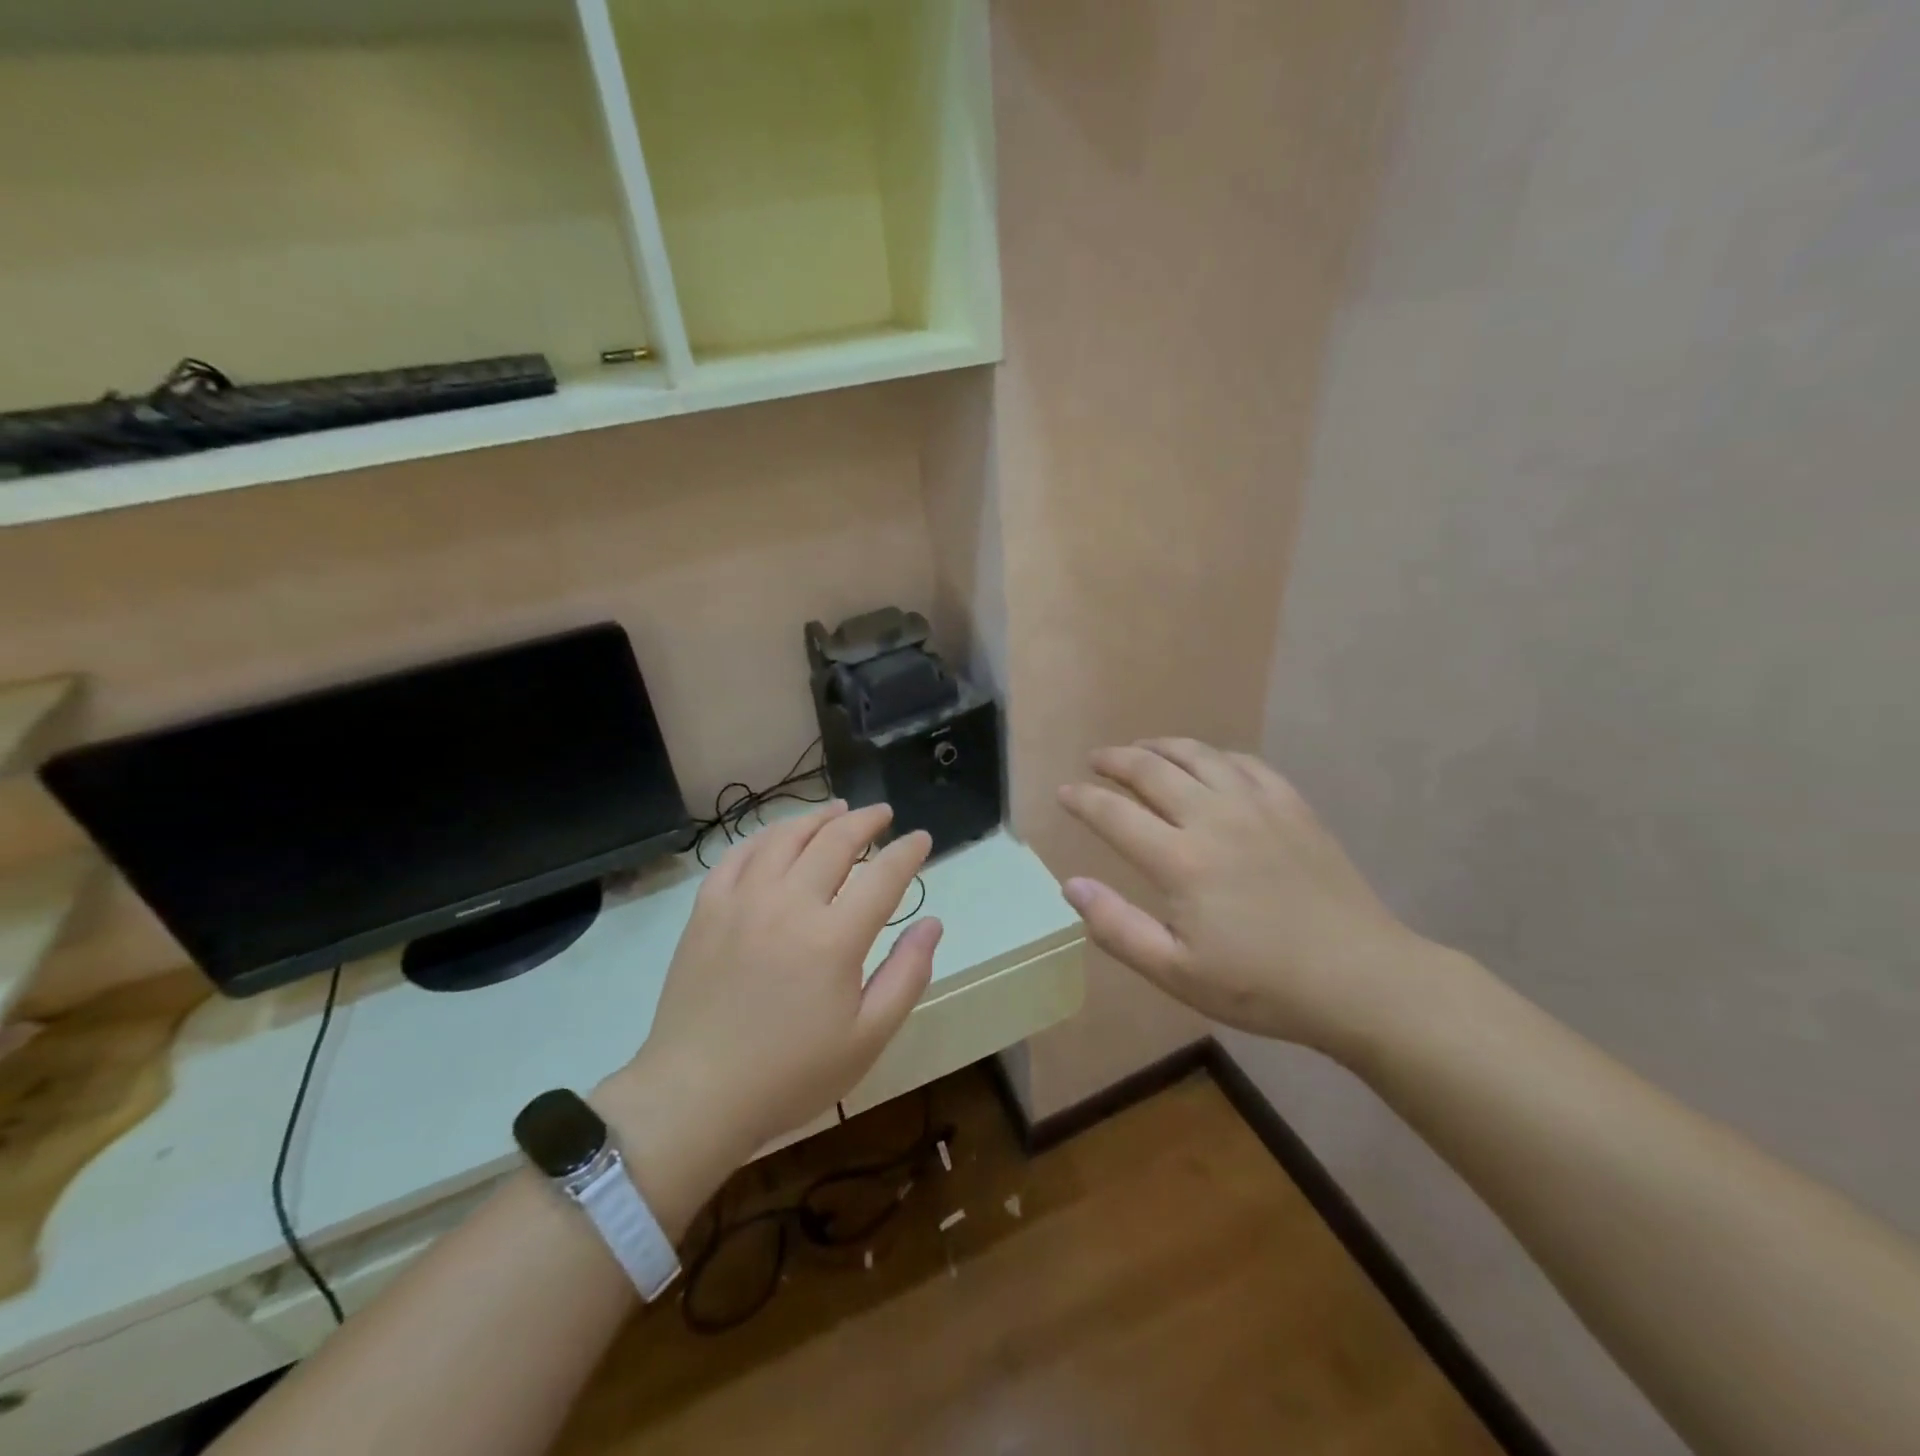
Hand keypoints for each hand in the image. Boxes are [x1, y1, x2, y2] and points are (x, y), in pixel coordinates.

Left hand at [619, 801, 940, 1161]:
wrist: (695, 1096)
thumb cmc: (791, 1074)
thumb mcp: (867, 1038)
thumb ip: (907, 975)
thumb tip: (932, 923)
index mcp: (834, 938)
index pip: (883, 875)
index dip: (908, 851)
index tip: (921, 839)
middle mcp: (789, 903)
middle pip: (835, 841)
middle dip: (866, 821)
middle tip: (883, 815)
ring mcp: (742, 900)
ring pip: (786, 837)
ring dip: (817, 818)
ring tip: (837, 811)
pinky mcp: (707, 909)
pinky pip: (739, 854)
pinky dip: (765, 836)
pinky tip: (777, 837)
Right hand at [1058, 738, 1432, 1058]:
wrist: (1361, 978)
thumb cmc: (1261, 985)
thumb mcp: (1176, 973)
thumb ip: (1117, 927)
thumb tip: (1071, 885)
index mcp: (1180, 860)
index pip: (1114, 814)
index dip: (1083, 799)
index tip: (1063, 793)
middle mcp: (1213, 817)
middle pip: (1151, 770)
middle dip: (1115, 760)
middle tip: (1095, 760)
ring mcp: (1257, 805)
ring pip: (1197, 755)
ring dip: (1160, 746)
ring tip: (1141, 749)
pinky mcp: (1292, 806)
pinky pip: (1244, 763)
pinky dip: (1214, 755)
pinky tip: (1208, 763)